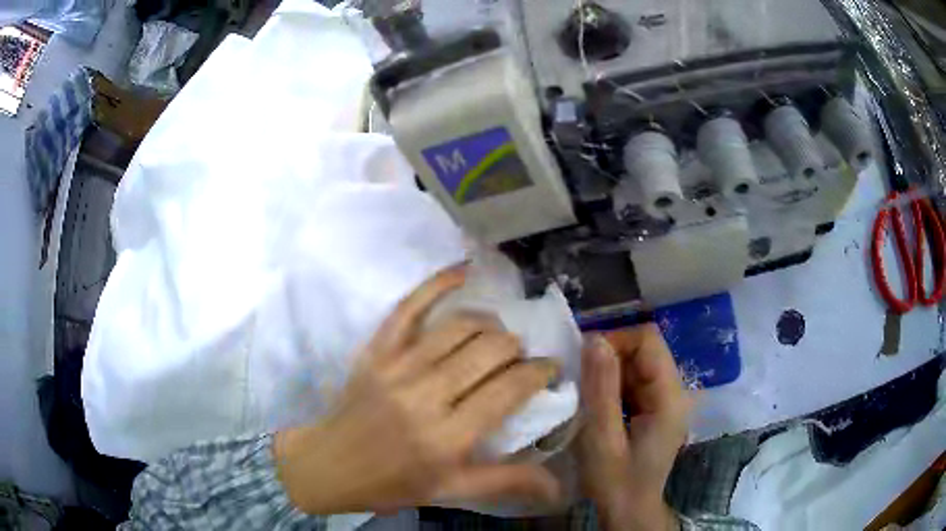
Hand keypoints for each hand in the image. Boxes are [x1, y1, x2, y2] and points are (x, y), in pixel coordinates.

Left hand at [273, 265, 562, 514]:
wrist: (329, 464)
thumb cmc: (392, 483)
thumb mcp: (450, 491)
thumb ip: (506, 482)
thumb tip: (559, 486)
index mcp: (448, 437)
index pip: (509, 389)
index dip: (539, 372)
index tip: (549, 370)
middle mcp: (426, 396)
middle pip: (490, 350)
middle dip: (517, 349)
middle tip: (520, 359)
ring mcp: (398, 366)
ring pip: (460, 326)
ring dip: (490, 325)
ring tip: (498, 335)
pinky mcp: (377, 350)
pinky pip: (410, 306)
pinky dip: (438, 283)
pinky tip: (463, 272)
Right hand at [576, 325, 692, 530]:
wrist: (629, 511)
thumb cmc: (615, 481)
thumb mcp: (602, 437)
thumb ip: (601, 388)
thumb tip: (595, 339)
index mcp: (669, 397)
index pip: (648, 341)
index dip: (615, 341)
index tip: (584, 361)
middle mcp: (675, 392)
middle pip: (644, 350)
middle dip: (609, 358)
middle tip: (580, 381)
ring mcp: (667, 400)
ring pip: (638, 365)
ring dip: (609, 373)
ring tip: (585, 394)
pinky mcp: (657, 409)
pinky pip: (635, 382)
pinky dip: (613, 386)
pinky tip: (598, 406)